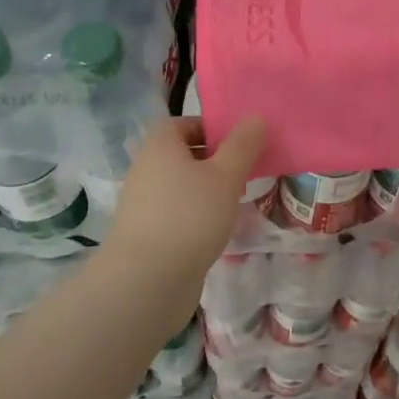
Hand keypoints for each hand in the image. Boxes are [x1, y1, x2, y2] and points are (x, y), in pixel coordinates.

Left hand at [104, 115, 268, 328]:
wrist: (147, 282)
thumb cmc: (190, 217)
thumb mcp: (226, 176)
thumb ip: (243, 146)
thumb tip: (255, 117)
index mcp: (159, 147)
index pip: (181, 123)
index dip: (210, 128)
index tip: (238, 143)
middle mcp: (146, 170)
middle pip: (182, 154)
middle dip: (214, 160)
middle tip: (245, 171)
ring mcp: (143, 204)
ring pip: (181, 186)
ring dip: (207, 190)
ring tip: (236, 202)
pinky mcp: (146, 234)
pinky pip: (176, 213)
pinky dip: (196, 216)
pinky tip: (217, 231)